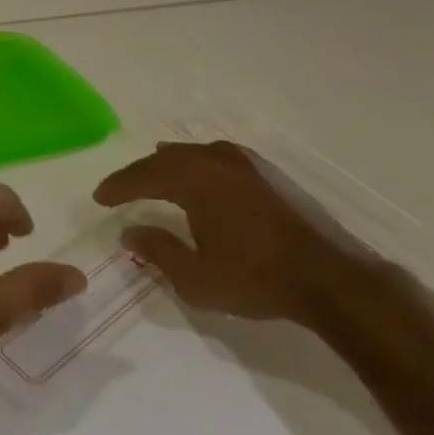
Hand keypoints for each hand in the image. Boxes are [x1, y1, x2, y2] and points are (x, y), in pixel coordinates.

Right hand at [92, 140, 378, 327]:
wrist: (334, 280)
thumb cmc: (258, 279)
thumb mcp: (196, 278)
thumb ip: (157, 252)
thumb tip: (129, 232)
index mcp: (193, 179)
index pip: (142, 176)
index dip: (117, 186)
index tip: (99, 198)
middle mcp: (215, 159)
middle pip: (165, 159)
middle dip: (140, 174)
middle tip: (121, 189)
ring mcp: (246, 163)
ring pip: (193, 154)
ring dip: (169, 166)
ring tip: (155, 176)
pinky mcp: (269, 174)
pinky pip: (217, 158)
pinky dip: (197, 166)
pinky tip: (201, 179)